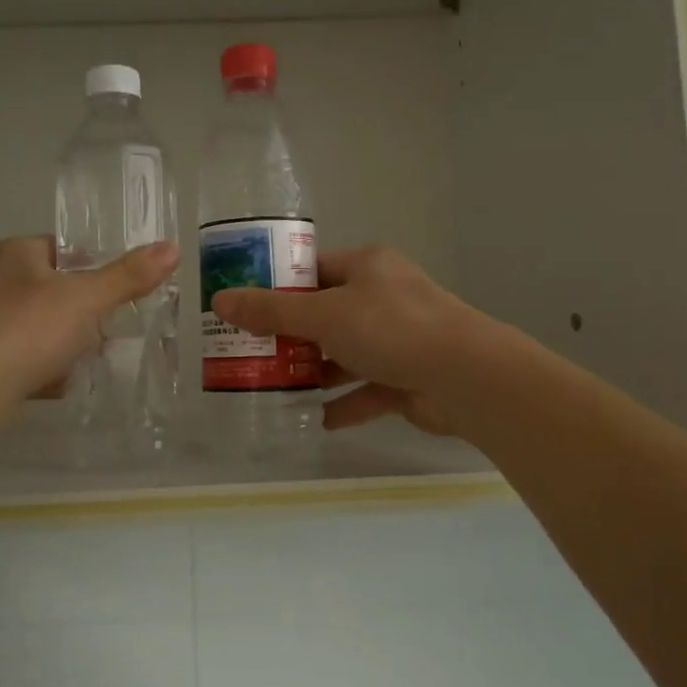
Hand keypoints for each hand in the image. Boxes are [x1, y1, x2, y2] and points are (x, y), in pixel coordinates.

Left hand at [0, 236, 178, 406]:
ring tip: (98, 356)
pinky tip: (68, 383)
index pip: (66, 248)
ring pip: (44, 327)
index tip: (125, 287)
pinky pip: (29, 359)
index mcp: (17, 254)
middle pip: (57, 290)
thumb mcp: (87, 298)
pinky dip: (50, 369)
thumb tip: (172, 248)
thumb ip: (128, 276)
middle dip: (87, 309)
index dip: (97, 265)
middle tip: (117, 325)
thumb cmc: (29, 328)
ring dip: (70, 341)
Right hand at [211, 246, 482, 435]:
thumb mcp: (324, 315)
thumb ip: (272, 311)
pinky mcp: (407, 379)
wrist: (466, 377)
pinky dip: (342, 404)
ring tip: (272, 386)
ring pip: (344, 354)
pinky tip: (314, 419)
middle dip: (290, 336)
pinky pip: (366, 390)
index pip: (314, 270)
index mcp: (368, 268)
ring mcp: (398, 340)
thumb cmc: (392, 328)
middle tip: (249, 352)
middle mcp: (384, 298)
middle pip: (326, 314)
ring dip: (314, 371)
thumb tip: (220, 301)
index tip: (245, 306)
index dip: (279, 286)